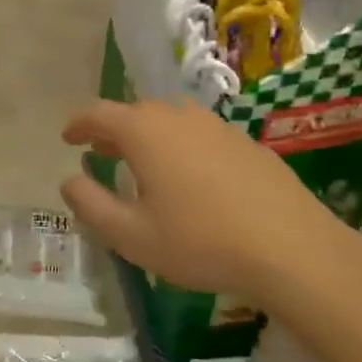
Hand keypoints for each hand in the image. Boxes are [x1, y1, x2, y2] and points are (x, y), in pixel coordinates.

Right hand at [59, 99, 361, 329]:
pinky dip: (182, 147)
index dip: (79, 124)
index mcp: (145, 132)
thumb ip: (91, 205)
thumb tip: (69, 180)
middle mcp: (179, 117)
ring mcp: (218, 127)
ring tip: (143, 163)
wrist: (293, 249)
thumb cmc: (201, 242)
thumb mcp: (131, 235)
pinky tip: (191, 179)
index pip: (99, 113)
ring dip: (149, 136)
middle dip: (113, 129)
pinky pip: (201, 135)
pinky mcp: (247, 144)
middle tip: (101, 151)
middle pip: (136, 112)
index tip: (68, 138)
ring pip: (171, 121)